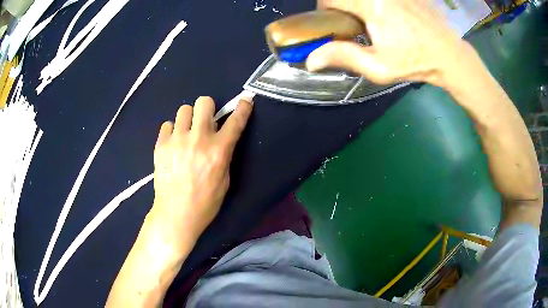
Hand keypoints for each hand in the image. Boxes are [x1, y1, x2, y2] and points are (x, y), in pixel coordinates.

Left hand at [150, 96, 252, 252]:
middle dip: (207, 108)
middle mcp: (198, 139)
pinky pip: (167, 125)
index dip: (243, 108)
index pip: (235, 121)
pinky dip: (172, 131)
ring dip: (189, 119)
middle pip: (204, 102)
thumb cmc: (205, 202)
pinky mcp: (161, 145)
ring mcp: (177, 140)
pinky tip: (173, 144)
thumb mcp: (225, 180)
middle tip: (205, 121)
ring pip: (183, 109)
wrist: (176, 214)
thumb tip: (221, 138)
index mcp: (218, 151)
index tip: (245, 101)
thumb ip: (224, 155)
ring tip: (187, 133)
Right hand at [308, 0, 466, 85]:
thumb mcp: (379, 67)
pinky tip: (388, 14)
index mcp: (371, 5)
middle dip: (342, 5)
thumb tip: (310, 60)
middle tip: (353, 22)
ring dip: (358, 3)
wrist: (448, 54)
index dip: (325, 9)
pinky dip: (375, 3)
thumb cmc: (415, 62)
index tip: (335, 24)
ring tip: (371, 19)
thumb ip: (343, 57)